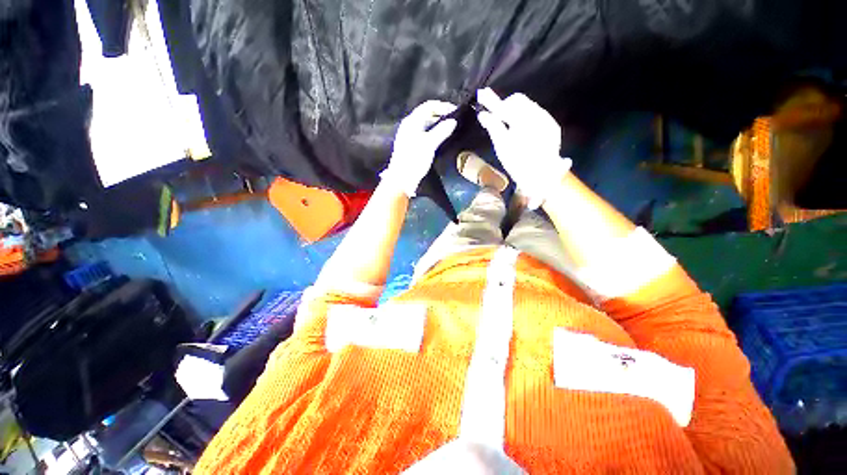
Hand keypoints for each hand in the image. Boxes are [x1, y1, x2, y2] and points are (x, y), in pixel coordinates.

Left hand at [380, 100, 457, 196]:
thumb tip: (453, 121)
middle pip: (427, 114)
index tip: (457, 112)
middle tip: (456, 121)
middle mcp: (410, 126)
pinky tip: (442, 140)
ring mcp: (410, 136)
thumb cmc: (414, 160)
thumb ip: (441, 131)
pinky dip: (435, 134)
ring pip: (427, 125)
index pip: (429, 106)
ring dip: (439, 125)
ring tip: (452, 130)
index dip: (443, 106)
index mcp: (411, 122)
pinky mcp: (412, 146)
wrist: (402, 180)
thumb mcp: (429, 144)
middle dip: (442, 115)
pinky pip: (426, 134)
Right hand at [476, 88, 571, 208]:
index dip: (492, 100)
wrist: (541, 179)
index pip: (505, 105)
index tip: (481, 93)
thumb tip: (483, 114)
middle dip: (505, 105)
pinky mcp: (553, 127)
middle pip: (519, 101)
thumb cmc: (517, 164)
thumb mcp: (502, 146)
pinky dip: (526, 117)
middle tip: (494, 114)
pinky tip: (521, 129)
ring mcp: (548, 121)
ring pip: (528, 106)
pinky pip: (537, 114)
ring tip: (507, 123)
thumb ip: (493, 127)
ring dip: (516, 111)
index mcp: (524, 121)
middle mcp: (539, 116)